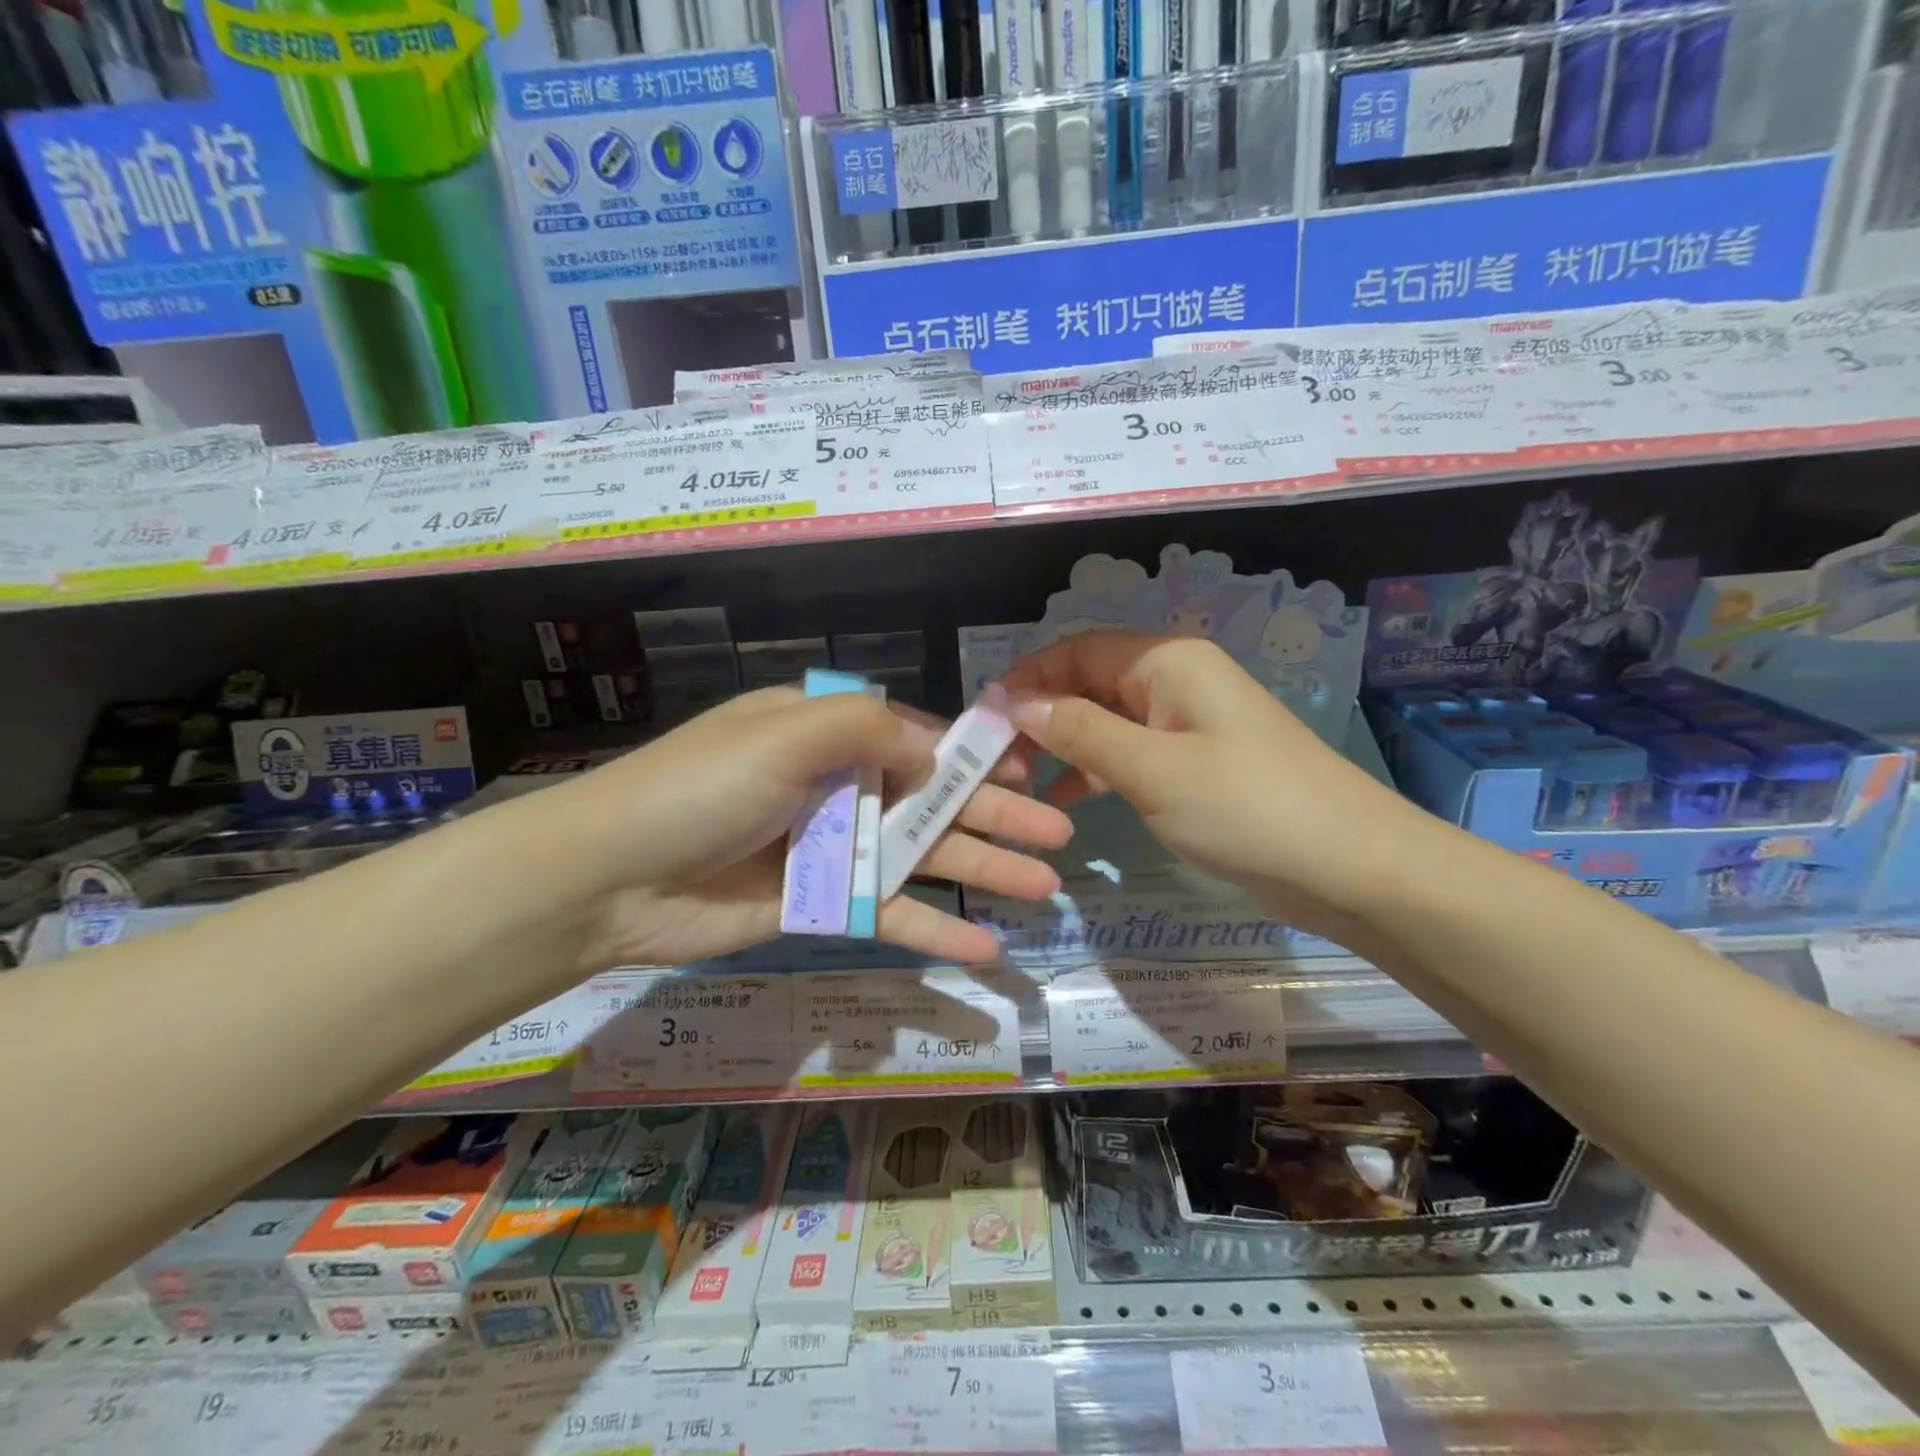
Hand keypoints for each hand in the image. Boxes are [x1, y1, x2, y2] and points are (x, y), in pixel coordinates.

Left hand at [548, 687, 1071, 968]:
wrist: (613, 876)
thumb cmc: (704, 787)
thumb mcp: (787, 732)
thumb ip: (868, 728)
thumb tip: (933, 747)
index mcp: (826, 732)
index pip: (916, 740)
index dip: (973, 759)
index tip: (1028, 775)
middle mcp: (835, 784)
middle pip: (931, 802)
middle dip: (995, 819)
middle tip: (1059, 838)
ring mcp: (830, 848)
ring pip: (920, 859)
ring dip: (981, 874)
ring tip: (1042, 891)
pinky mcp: (819, 904)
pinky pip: (885, 912)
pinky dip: (931, 930)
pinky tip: (982, 949)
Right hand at [1002, 631, 1437, 940]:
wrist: (1349, 866)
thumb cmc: (1246, 806)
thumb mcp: (1151, 768)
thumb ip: (1078, 731)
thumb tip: (1016, 702)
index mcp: (1166, 662)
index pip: (1076, 650)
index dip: (1027, 678)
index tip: (984, 720)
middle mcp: (1173, 681)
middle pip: (1088, 683)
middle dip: (1040, 716)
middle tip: (996, 762)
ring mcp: (1185, 724)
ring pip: (1104, 721)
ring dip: (1062, 746)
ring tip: (1018, 784)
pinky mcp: (1193, 764)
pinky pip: (1128, 754)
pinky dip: (1094, 772)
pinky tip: (1063, 804)